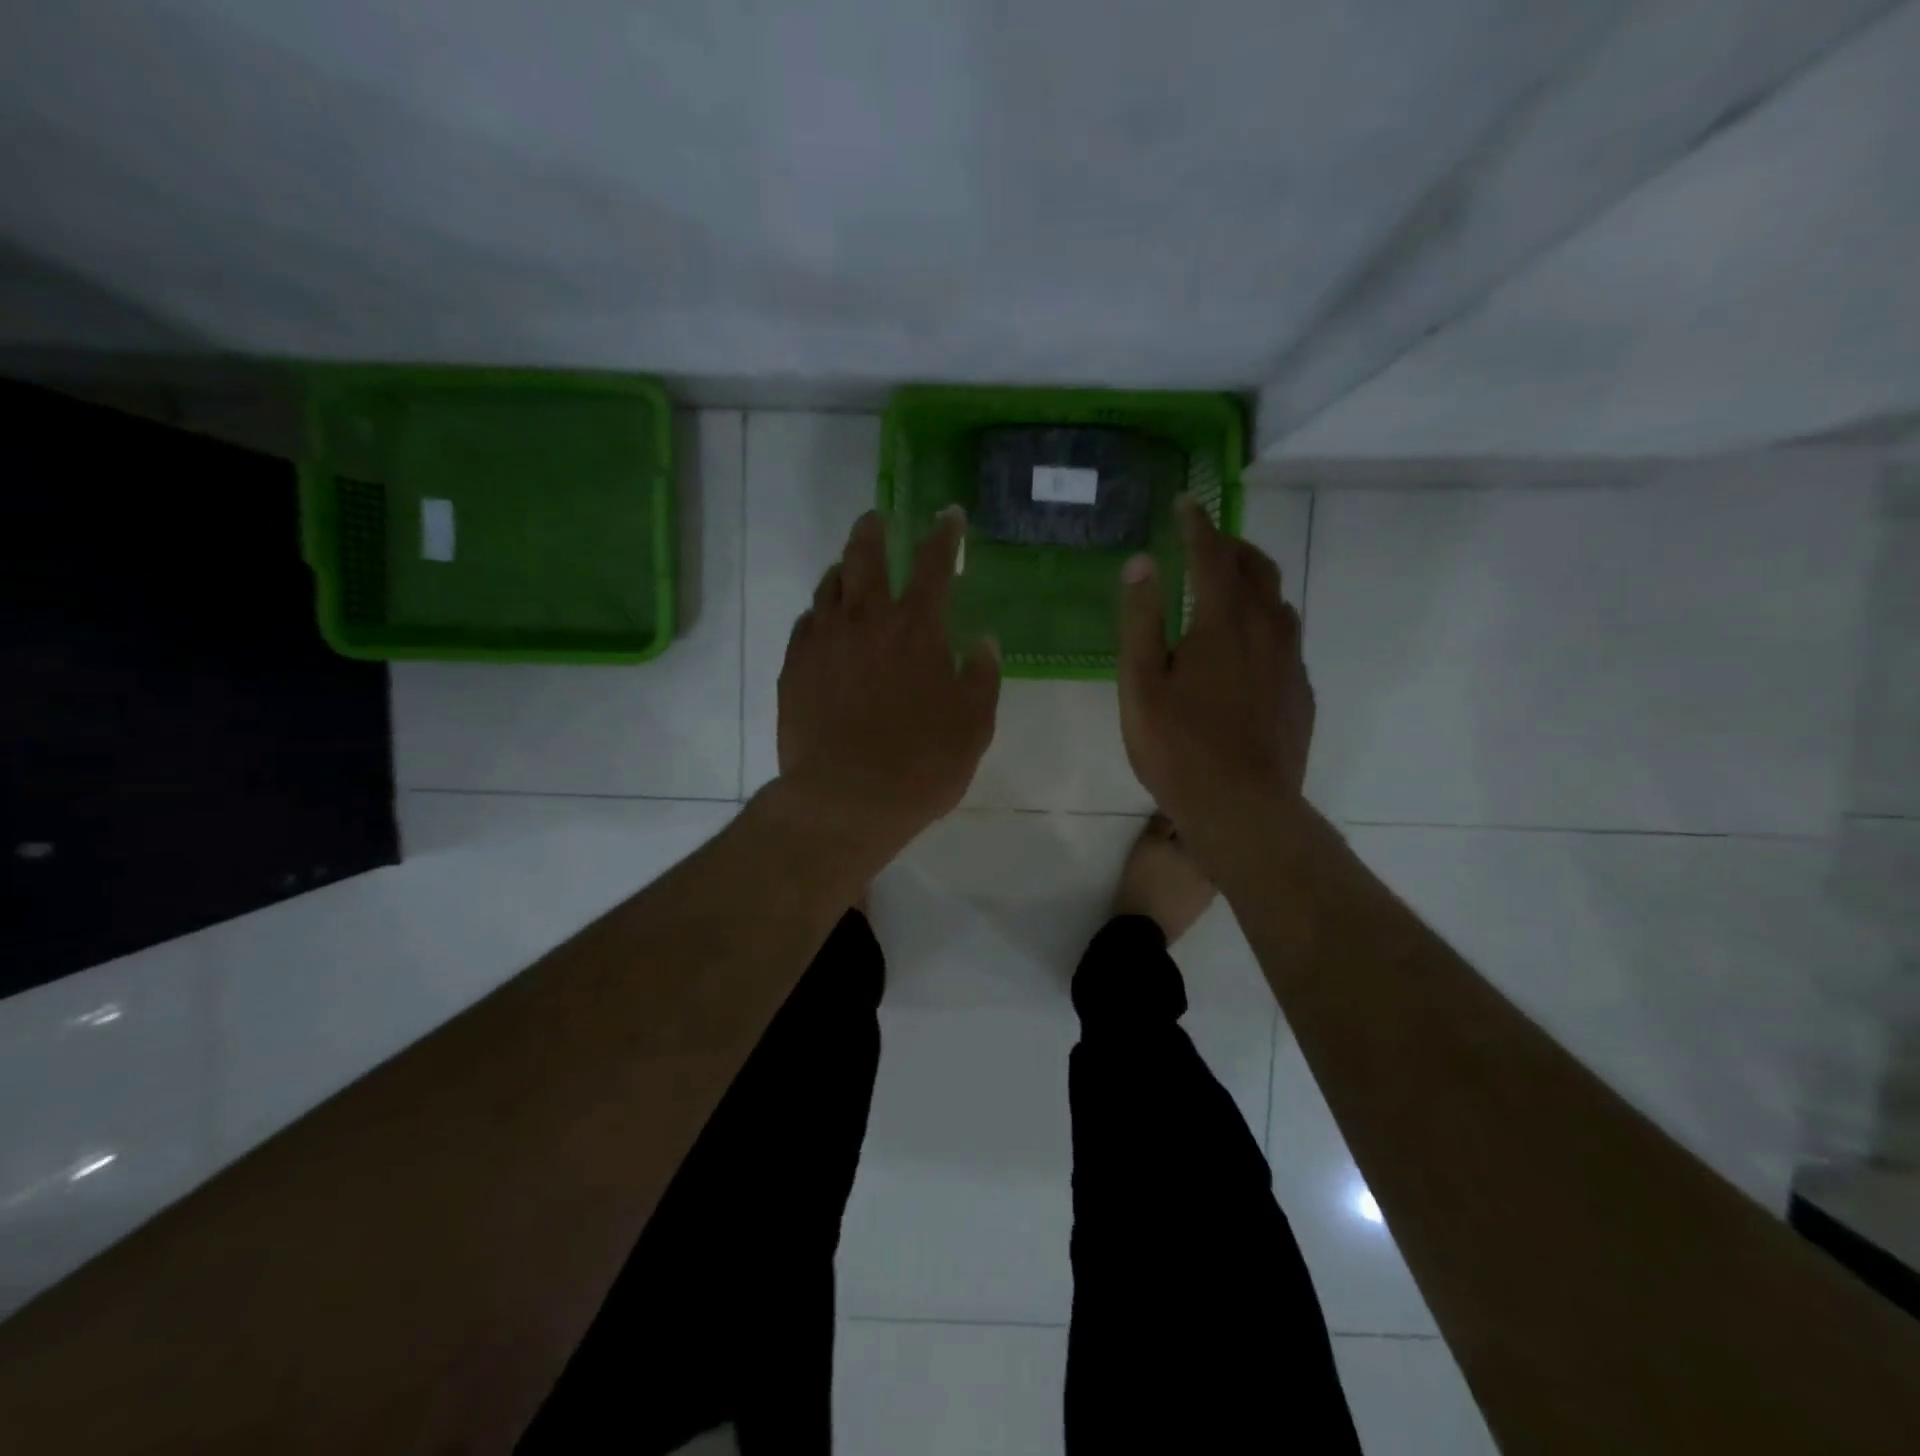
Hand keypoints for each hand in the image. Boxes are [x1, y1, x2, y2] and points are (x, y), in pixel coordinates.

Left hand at [776, 507, 1000, 849]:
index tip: (949, 514)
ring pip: (829, 586)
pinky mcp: (793, 668)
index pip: (934, 563)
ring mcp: (823, 641)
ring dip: (842, 569)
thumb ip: (982, 677)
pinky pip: (805, 624)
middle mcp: (867, 621)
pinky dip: (818, 614)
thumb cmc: (921, 764)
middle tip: (877, 518)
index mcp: (917, 629)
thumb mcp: (973, 725)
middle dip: (874, 530)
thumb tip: (984, 641)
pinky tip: (822, 623)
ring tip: (847, 569)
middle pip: (865, 556)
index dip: (944, 534)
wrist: (846, 799)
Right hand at [1117, 497, 1314, 847]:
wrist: (1243, 808)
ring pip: (1278, 602)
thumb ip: (1141, 620)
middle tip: (1206, 541)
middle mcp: (1266, 630)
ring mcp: (1290, 663)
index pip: (1212, 555)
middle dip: (1231, 546)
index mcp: (1222, 622)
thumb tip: (1141, 562)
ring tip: (1229, 585)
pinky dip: (1267, 622)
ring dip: (1254, 581)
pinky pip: (1287, 639)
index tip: (1186, 503)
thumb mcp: (1141, 684)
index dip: (1197, 524)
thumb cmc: (1178, 747)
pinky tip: (1249, 646)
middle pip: (1256, 569)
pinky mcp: (1299, 692)